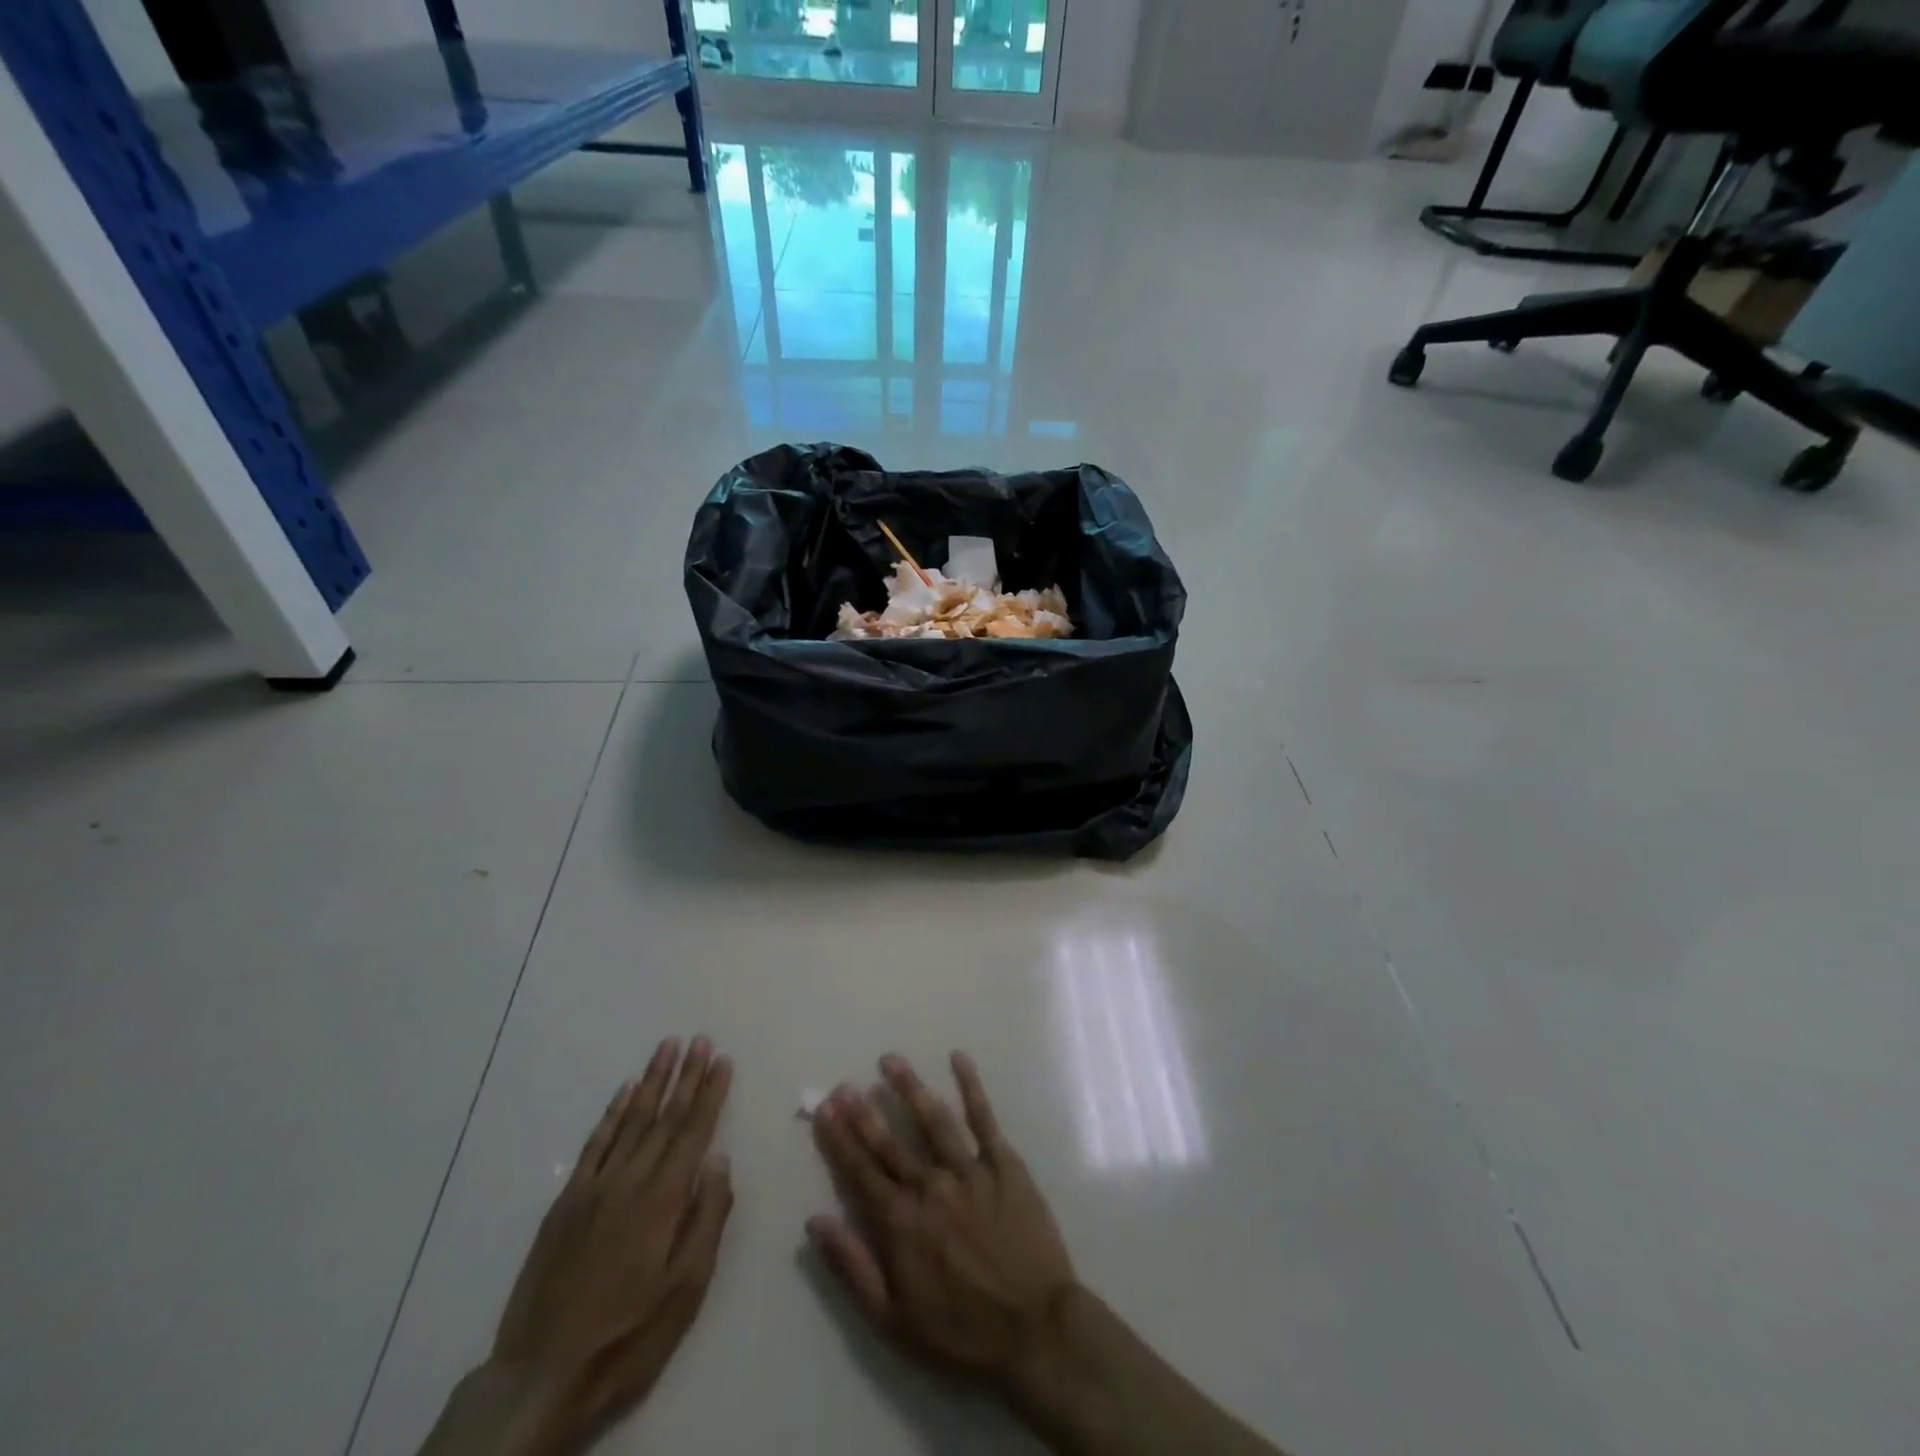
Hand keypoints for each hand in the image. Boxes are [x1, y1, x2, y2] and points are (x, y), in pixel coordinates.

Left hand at [476, 1036, 734, 1455]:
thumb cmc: (628, 1336)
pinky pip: (595, 1144)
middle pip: (664, 1116)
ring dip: (652, 1081)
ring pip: (630, 1120)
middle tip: (700, 1039)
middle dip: (686, 1075)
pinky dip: (612, 1113)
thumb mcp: (685, 1289)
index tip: (722, 1059)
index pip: (693, 1131)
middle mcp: (629, 1181)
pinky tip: (624, 1092)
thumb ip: (707, 1218)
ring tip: (667, 1047)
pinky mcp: (566, 1203)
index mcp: (662, 1199)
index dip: (710, 1092)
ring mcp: (593, 1188)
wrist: (540, 1377)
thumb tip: (719, 1160)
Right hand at [807, 1052, 1078, 1396]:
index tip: (825, 1109)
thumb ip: (852, 1267)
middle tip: (845, 1083)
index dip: (840, 1138)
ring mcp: (969, 1170)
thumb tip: (814, 1222)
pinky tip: (958, 1058)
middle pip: (891, 1141)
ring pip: (933, 1119)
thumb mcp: (893, 1320)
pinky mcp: (1004, 1164)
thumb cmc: (961, 1331)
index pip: (861, 1171)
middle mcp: (930, 1186)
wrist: (1035, 1330)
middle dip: (864, 1111)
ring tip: (890, 1060)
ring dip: (909, 1087)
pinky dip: (971, 1085)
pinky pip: (984, 1118)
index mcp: (901, 1222)